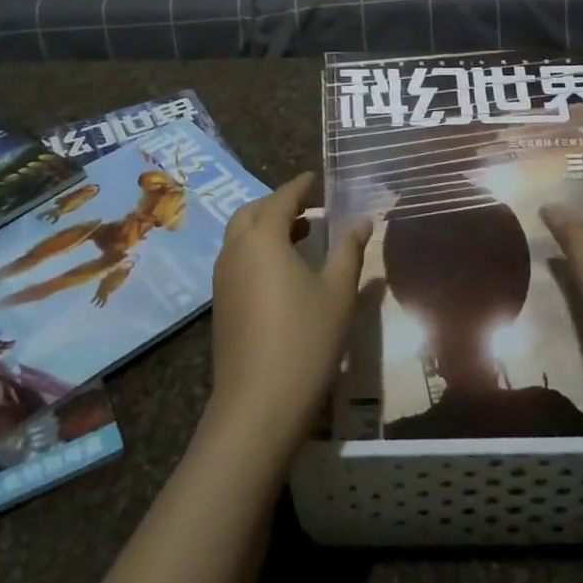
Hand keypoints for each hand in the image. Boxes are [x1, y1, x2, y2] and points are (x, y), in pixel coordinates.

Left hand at [206, 173, 371, 457]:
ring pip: (240, 235)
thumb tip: (362, 220)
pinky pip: (236, 258)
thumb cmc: (305, 340)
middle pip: (253, 212)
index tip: (315, 178)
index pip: (281, 198)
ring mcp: (222, 277)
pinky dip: (256, 249)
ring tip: (300, 235)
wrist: (258, 404)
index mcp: (263, 237)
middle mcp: (235, 249)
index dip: (299, 186)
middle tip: (308, 208)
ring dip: (265, 227)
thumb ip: (349, 251)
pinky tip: (281, 271)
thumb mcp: (337, 293)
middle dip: (278, 204)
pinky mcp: (220, 302)